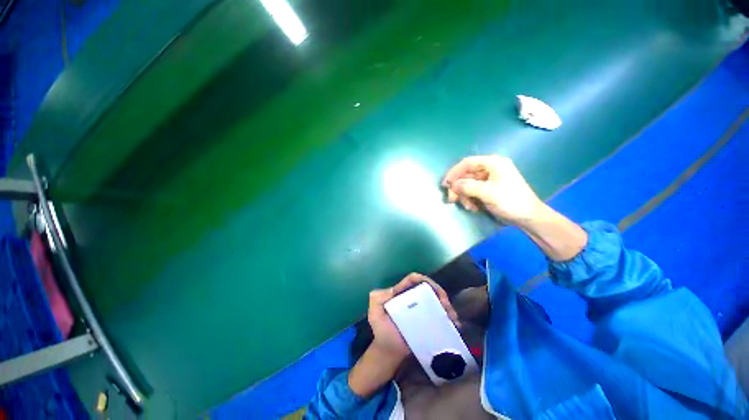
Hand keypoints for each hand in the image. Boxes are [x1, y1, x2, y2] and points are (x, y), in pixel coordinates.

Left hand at [367, 273, 459, 360]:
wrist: (388, 352)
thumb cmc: (381, 330)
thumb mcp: (374, 312)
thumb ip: (376, 298)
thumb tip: (392, 290)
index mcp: (401, 293)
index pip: (413, 280)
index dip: (423, 279)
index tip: (433, 288)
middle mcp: (413, 298)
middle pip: (428, 289)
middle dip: (440, 293)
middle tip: (445, 305)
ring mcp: (421, 310)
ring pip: (436, 301)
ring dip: (446, 305)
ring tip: (452, 317)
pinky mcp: (428, 322)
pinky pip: (439, 316)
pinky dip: (448, 318)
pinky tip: (454, 325)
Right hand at [442, 155, 544, 224]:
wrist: (528, 217)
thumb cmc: (511, 201)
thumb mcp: (488, 193)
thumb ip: (468, 186)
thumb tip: (452, 184)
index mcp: (493, 163)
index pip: (467, 163)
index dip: (454, 172)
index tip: (446, 184)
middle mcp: (490, 169)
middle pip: (466, 175)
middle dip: (458, 188)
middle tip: (452, 200)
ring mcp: (489, 180)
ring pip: (468, 185)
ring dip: (464, 196)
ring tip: (468, 207)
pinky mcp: (488, 189)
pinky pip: (473, 191)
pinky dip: (470, 199)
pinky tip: (473, 207)